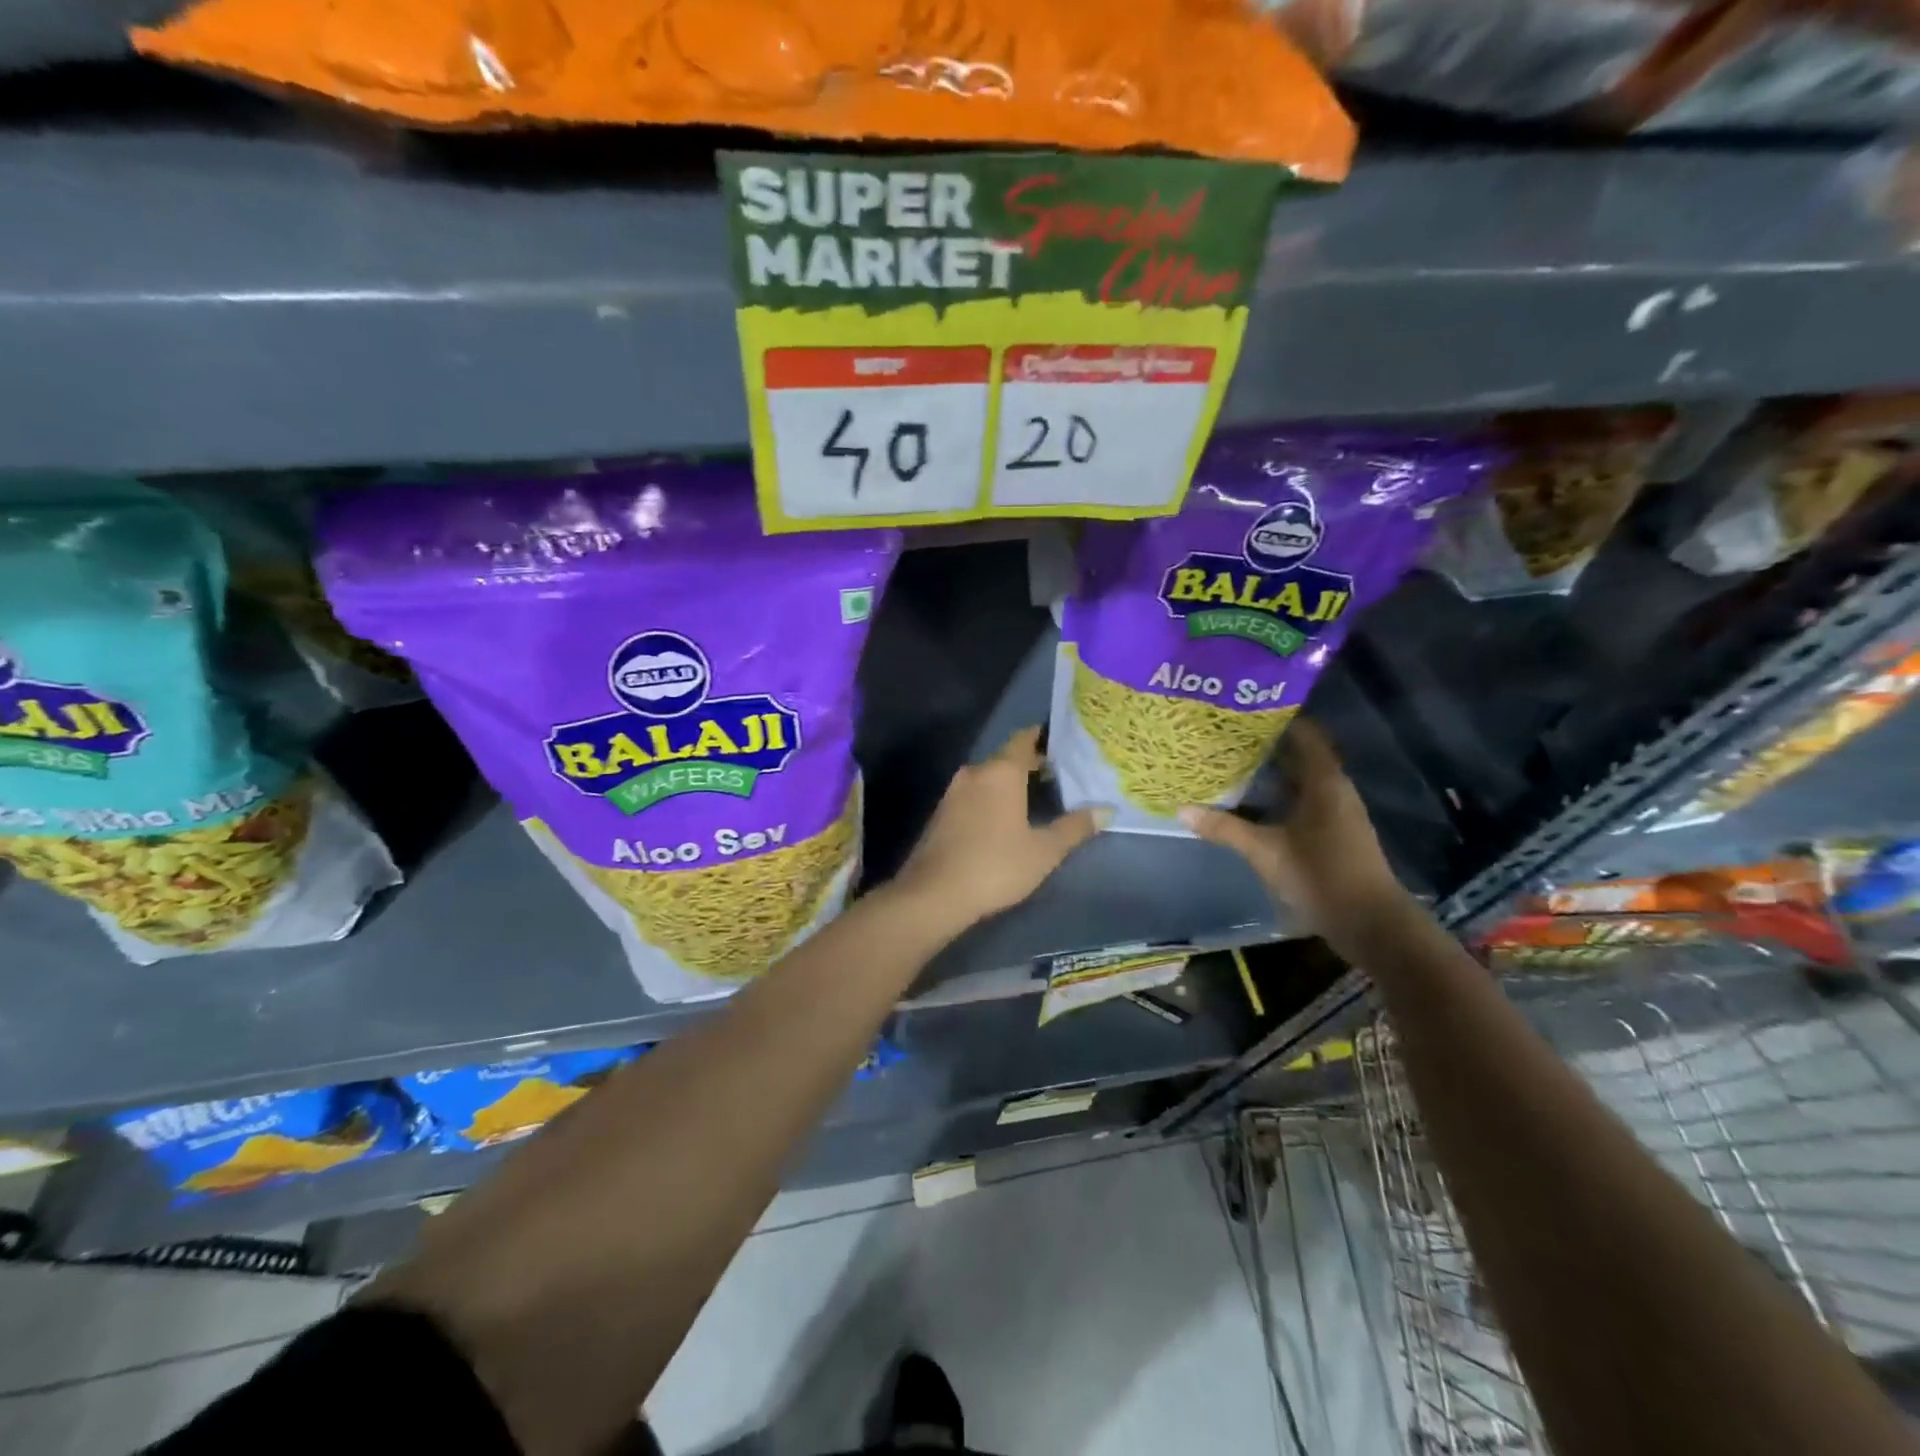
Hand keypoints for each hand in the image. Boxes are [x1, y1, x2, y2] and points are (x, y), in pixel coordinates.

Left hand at [892, 727, 1106, 929]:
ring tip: (1036, 797)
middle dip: (1030, 764)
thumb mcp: (1044, 851)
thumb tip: (1105, 811)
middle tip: (1059, 775)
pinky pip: (973, 795)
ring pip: (987, 778)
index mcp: (1000, 772)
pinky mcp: (940, 814)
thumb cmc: (996, 866)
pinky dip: (991, 799)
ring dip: (1009, 783)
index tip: (1064, 743)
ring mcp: (953, 793)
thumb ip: (1074, 828)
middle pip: (1006, 758)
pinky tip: (1004, 819)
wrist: (933, 894)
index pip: (1024, 739)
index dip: (1043, 737)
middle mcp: (974, 773)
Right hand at [1180, 719, 1405, 942]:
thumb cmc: (1320, 876)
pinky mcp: (1332, 832)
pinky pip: (1301, 801)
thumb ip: (1224, 828)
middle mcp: (1333, 789)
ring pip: (1298, 780)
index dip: (1274, 720)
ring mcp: (1335, 812)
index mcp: (1324, 782)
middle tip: (1223, 738)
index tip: (1240, 713)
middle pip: (1299, 755)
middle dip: (1264, 746)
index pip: (1304, 733)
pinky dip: (1276, 797)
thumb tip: (1181, 809)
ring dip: (1268, 773)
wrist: (1370, 923)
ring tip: (1228, 765)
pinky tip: (1249, 803)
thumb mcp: (1265, 851)